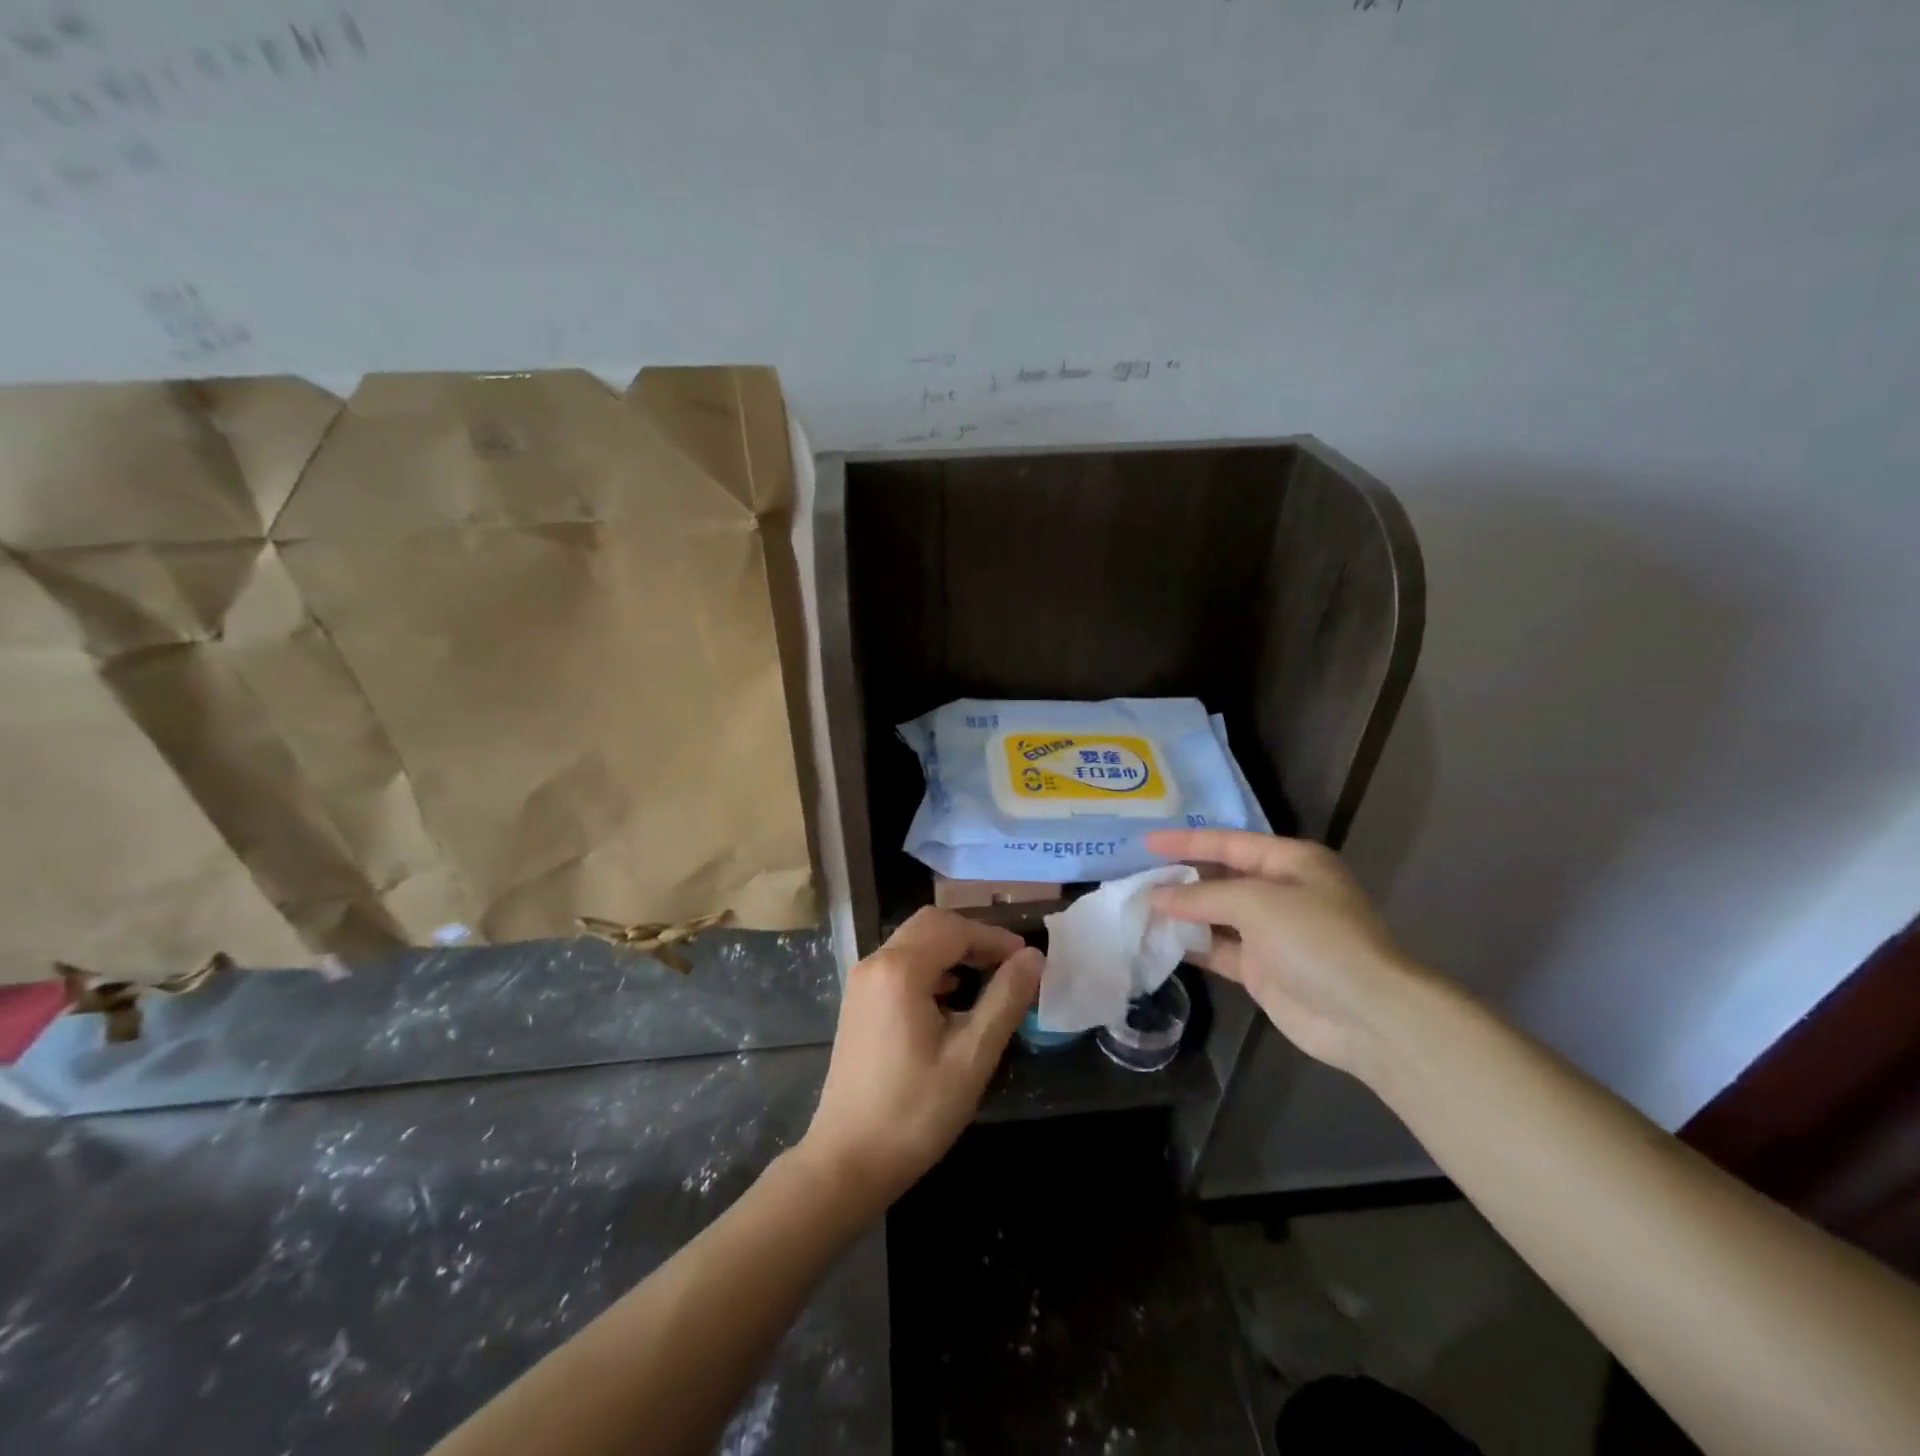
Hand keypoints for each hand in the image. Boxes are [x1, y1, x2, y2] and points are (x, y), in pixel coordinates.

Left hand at [797, 908, 1041, 1211]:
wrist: (847, 1162)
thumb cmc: (914, 1112)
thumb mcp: (971, 1057)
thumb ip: (1005, 999)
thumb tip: (1033, 957)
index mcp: (899, 970)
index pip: (955, 929)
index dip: (995, 938)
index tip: (1027, 960)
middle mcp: (875, 963)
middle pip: (931, 925)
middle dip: (973, 938)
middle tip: (1009, 965)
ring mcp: (862, 983)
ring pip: (914, 942)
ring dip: (952, 951)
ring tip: (988, 979)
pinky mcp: (859, 1002)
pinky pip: (900, 965)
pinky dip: (931, 968)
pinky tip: (952, 1001)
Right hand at [1144, 829, 1425, 1076]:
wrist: (1366, 1016)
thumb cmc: (1317, 940)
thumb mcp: (1258, 902)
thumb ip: (1203, 895)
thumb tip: (1156, 896)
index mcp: (1291, 862)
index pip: (1229, 843)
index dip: (1186, 842)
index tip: (1145, 843)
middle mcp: (1281, 892)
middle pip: (1221, 877)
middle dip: (1180, 877)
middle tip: (1135, 876)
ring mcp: (1271, 933)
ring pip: (1215, 914)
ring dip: (1181, 912)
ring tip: (1137, 907)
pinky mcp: (1261, 969)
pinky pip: (1218, 949)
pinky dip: (1191, 944)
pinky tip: (1158, 939)